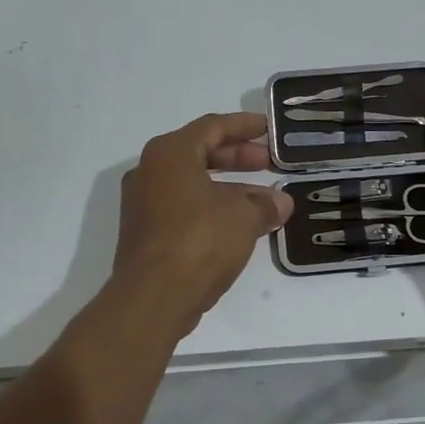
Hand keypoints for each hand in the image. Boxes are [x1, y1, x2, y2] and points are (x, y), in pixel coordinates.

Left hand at [113, 112, 293, 328]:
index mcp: (169, 154)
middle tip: (269, 163)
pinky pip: (184, 207)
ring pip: (193, 183)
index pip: (212, 127)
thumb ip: (264, 204)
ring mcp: (143, 204)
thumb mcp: (243, 217)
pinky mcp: (145, 233)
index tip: (268, 128)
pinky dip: (213, 208)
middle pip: (200, 153)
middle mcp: (150, 172)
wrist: (153, 298)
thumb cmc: (199, 241)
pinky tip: (241, 224)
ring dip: (229, 187)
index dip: (244, 126)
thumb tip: (281, 203)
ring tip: (265, 200)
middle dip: (238, 157)